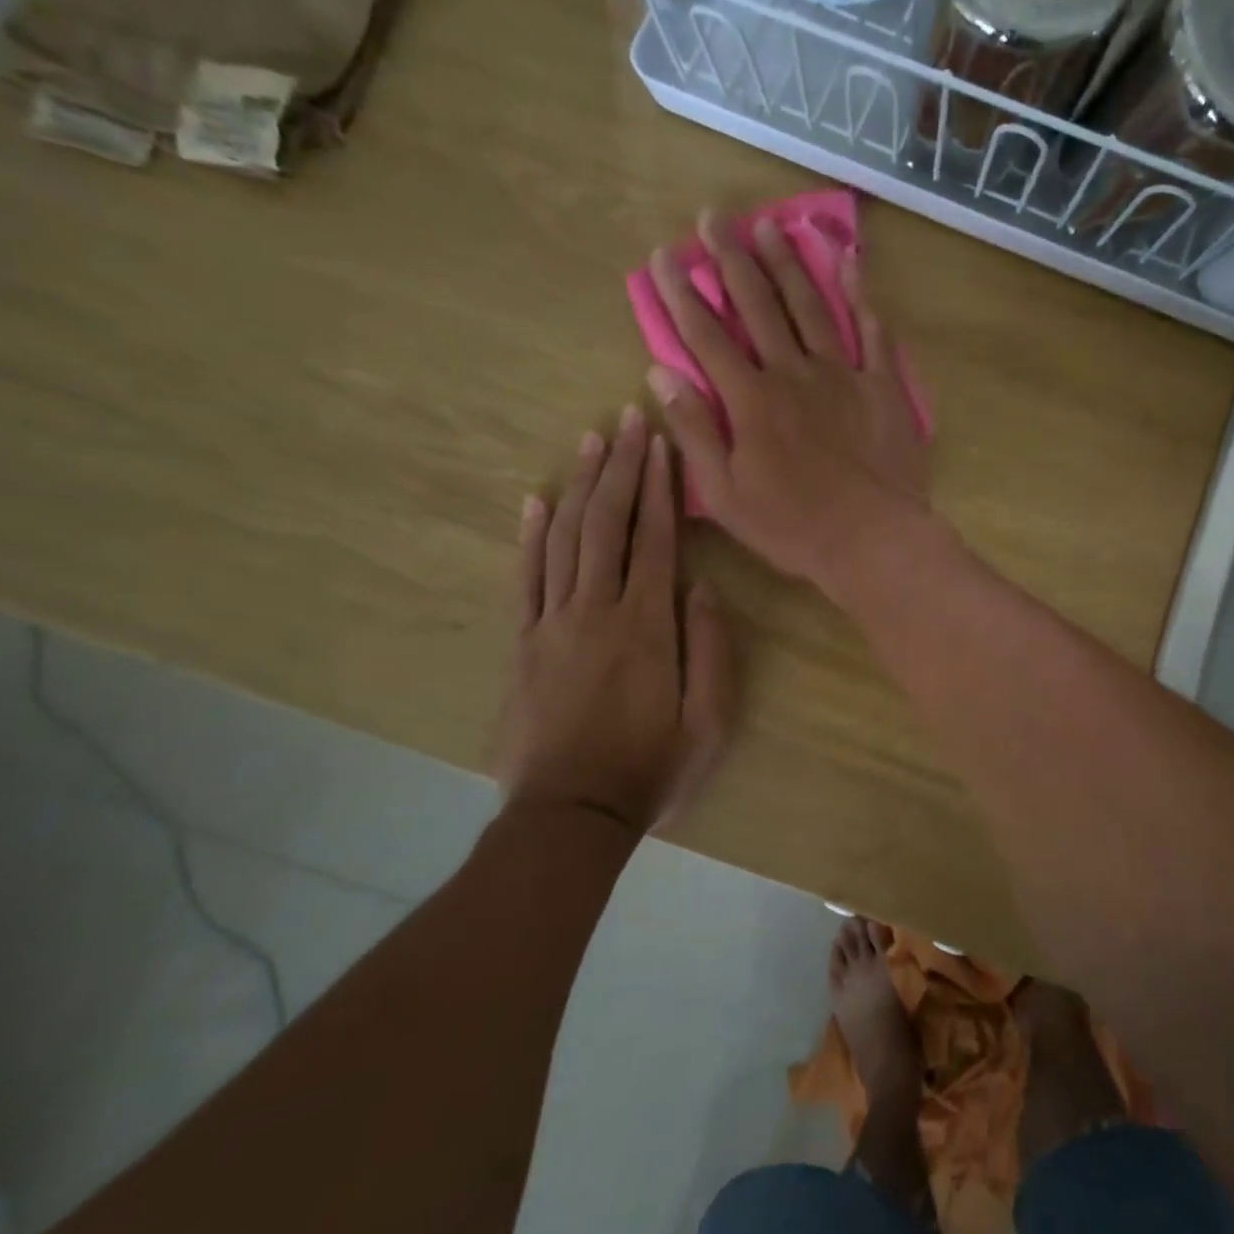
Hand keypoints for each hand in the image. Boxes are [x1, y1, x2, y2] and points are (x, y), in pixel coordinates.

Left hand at [495, 408, 733, 834]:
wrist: (570, 815)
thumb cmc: (651, 768)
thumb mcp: (710, 721)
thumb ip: (710, 650)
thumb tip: (701, 587)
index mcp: (646, 626)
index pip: (654, 540)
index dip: (658, 488)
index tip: (661, 443)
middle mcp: (596, 610)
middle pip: (607, 524)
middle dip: (620, 467)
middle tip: (628, 418)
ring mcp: (552, 623)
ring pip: (565, 539)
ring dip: (579, 486)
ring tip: (590, 440)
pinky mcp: (523, 643)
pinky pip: (525, 578)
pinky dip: (531, 535)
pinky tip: (537, 500)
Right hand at [645, 212, 930, 597]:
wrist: (874, 539)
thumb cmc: (794, 527)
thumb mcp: (726, 494)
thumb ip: (695, 432)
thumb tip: (660, 374)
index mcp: (751, 400)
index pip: (705, 335)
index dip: (681, 293)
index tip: (664, 255)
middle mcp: (793, 373)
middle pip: (757, 304)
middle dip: (730, 258)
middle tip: (714, 216)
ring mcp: (841, 374)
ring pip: (809, 305)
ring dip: (786, 262)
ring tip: (769, 224)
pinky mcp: (881, 385)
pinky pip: (871, 330)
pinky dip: (860, 293)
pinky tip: (848, 260)